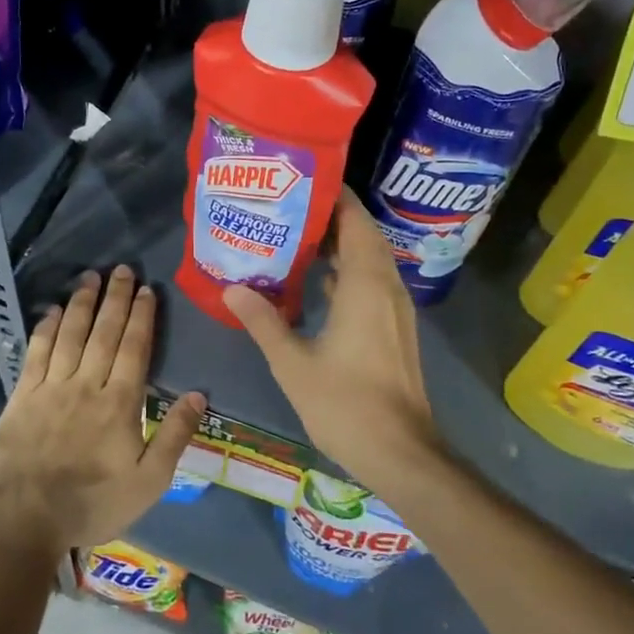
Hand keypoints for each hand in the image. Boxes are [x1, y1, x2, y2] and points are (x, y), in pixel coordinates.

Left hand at [0, 266, 204, 555]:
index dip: (142, 316)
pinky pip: (36, 352)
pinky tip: (52, 310)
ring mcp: (51, 387)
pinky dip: (46, 328)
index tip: (147, 289)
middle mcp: (86, 384)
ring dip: (82, 303)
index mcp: (120, 403)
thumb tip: (198, 394)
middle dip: (115, 298)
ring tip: (90, 277)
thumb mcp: (148, 482)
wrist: (24, 520)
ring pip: (70, 334)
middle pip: (104, 332)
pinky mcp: (22, 396)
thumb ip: (174, 436)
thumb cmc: (92, 504)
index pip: (134, 348)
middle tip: (121, 269)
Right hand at [223, 190, 442, 495]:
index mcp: (366, 285)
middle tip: (289, 204)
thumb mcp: (293, 363)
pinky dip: (348, 271)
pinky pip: (372, 282)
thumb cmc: (346, 404)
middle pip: (364, 235)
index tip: (303, 180)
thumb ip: (263, 321)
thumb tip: (232, 286)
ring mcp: (395, 309)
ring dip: (340, 243)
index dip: (335, 197)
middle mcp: (386, 287)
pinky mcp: (394, 328)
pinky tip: (317, 280)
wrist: (401, 453)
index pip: (356, 221)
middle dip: (332, 216)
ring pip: (370, 259)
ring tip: (297, 234)